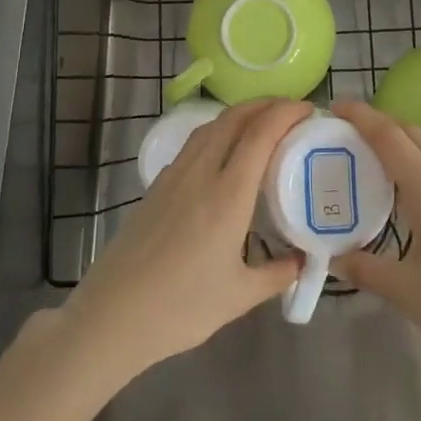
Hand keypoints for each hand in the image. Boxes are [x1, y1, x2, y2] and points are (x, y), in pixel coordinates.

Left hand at [62, 99, 309, 377]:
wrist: (112, 315)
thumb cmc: (181, 308)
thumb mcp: (240, 296)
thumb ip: (277, 274)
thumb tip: (302, 259)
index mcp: (227, 195)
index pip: (260, 134)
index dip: (285, 113)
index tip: (308, 110)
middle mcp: (200, 173)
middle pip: (234, 118)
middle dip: (265, 105)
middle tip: (291, 111)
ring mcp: (173, 176)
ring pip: (210, 127)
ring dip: (239, 115)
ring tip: (262, 125)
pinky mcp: (156, 185)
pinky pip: (193, 144)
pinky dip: (217, 133)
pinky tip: (224, 154)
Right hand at [330, 100, 420, 390]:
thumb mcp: (410, 294)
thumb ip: (366, 269)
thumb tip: (333, 258)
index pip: (389, 136)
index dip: (361, 116)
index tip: (335, 107)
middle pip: (413, 133)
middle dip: (379, 125)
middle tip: (346, 136)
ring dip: (403, 144)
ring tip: (374, 164)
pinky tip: (413, 194)